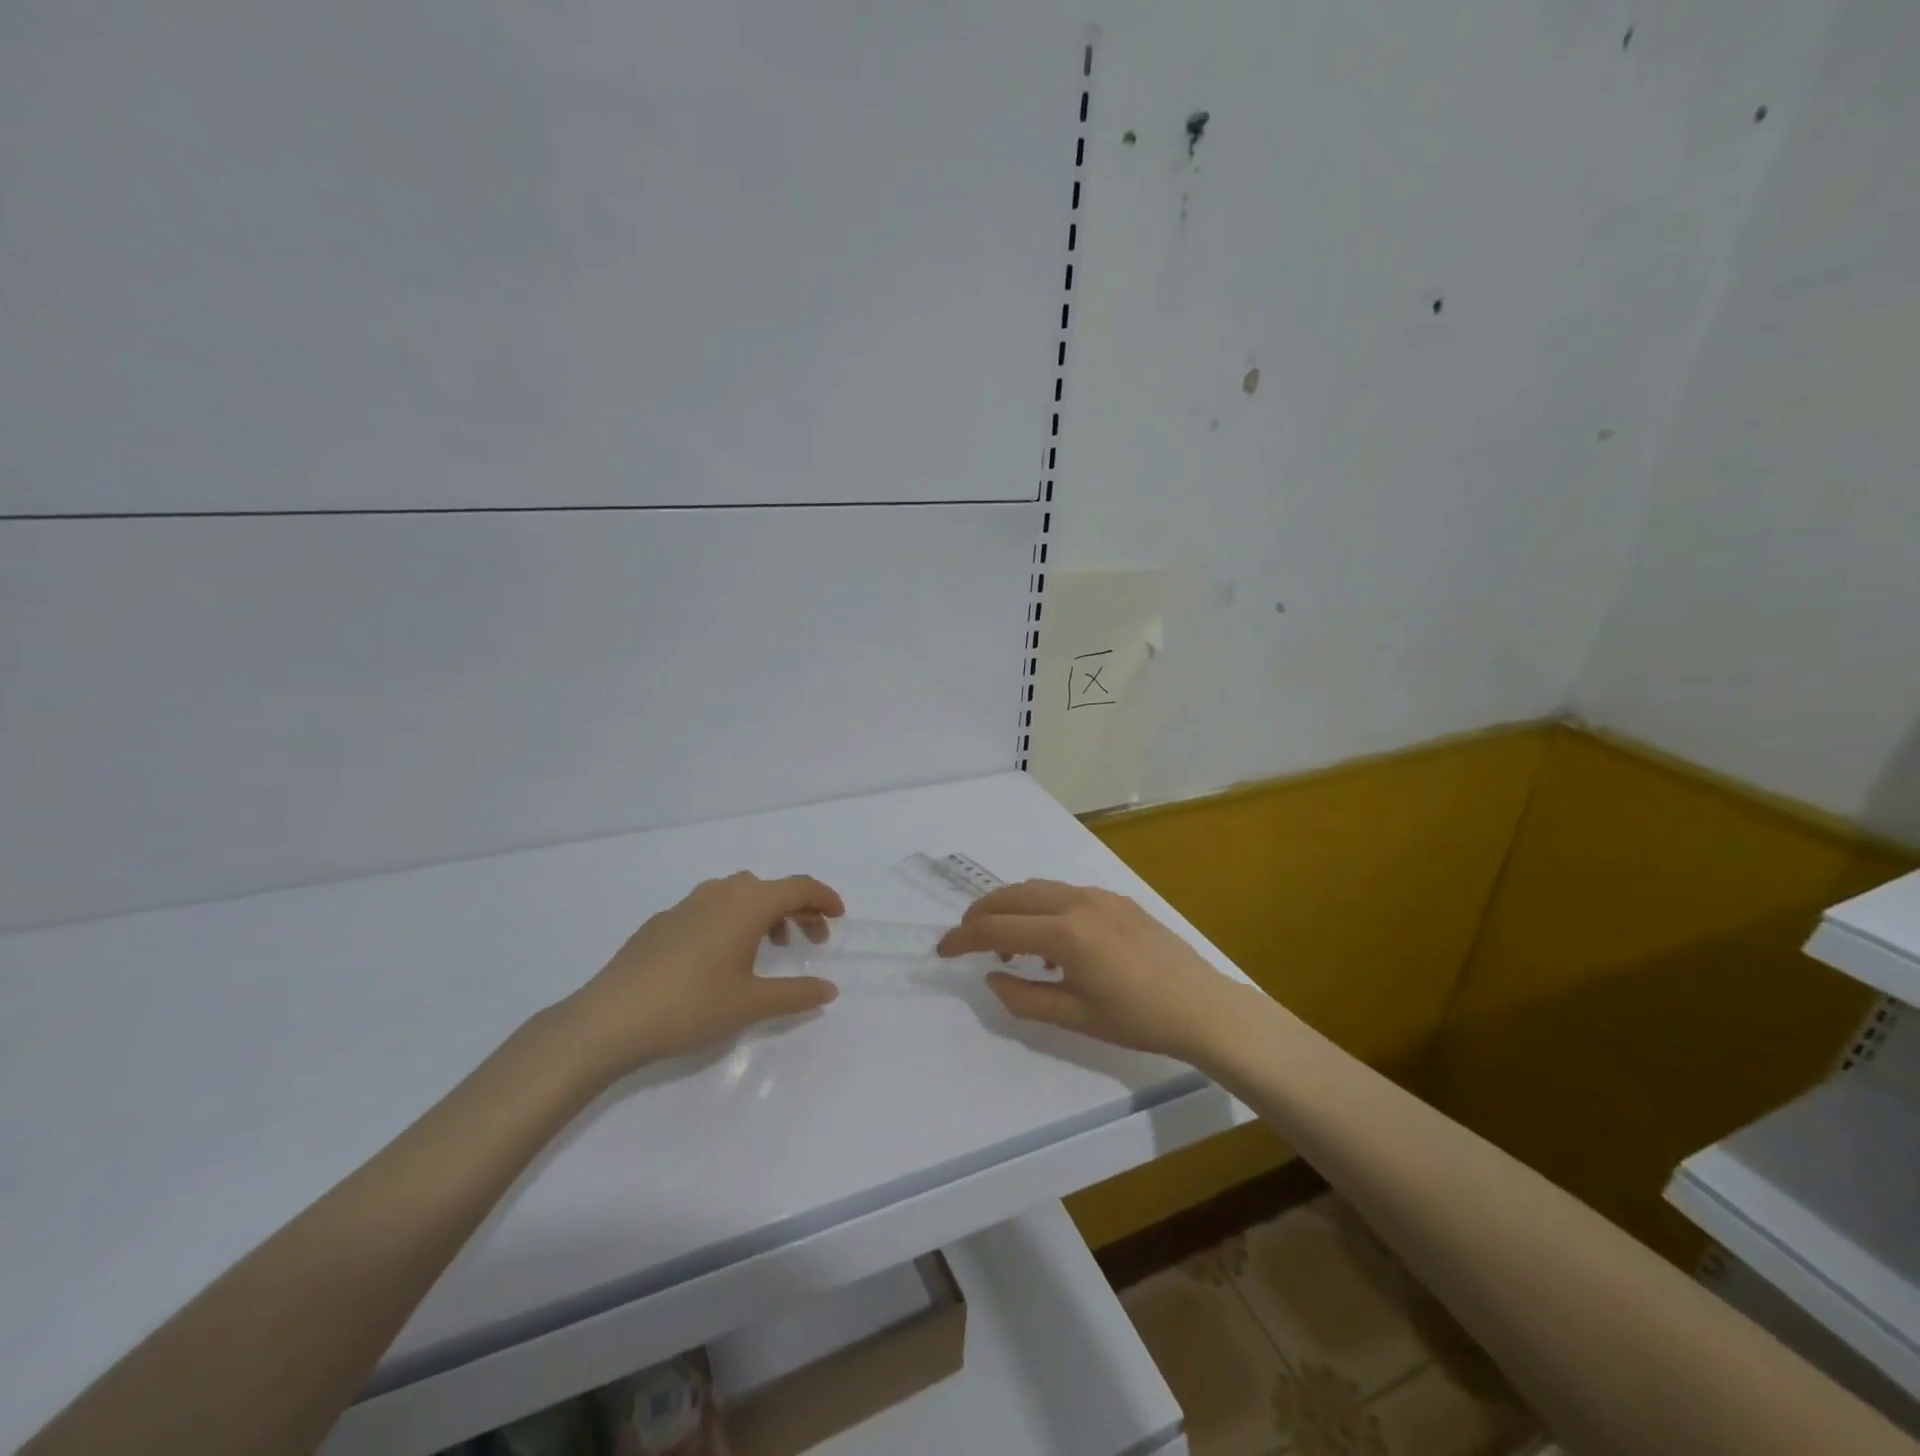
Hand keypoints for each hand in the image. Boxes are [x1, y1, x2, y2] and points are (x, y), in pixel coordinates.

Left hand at [563, 872, 843, 1075]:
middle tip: (811, 940)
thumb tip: (828, 989)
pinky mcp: (662, 921)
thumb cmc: (691, 1005)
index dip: (824, 898)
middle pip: (770, 889)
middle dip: (797, 909)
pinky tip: (721, 957)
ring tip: (769, 947)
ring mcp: (687, 904)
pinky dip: (731, 921)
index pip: (798, 887)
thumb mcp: (752, 1004)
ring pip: (738, 895)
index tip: (839, 916)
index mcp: (748, 903)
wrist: (609, 1019)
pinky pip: (710, 908)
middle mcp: (720, 892)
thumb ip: (796, 994)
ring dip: (763, 913)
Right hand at [936, 880, 1246, 1059]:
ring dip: (1010, 907)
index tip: (942, 951)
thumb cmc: (1138, 1020)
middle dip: (980, 913)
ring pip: (1036, 888)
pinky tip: (1048, 938)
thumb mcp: (1075, 1018)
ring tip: (1006, 943)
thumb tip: (992, 978)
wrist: (1202, 1006)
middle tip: (965, 938)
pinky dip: (1040, 906)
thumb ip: (1024, 998)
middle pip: (1011, 895)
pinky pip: (1062, 892)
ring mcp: (1098, 895)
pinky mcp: (1115, 898)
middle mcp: (1076, 902)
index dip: (963, 939)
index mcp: (1064, 934)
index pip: (996, 929)